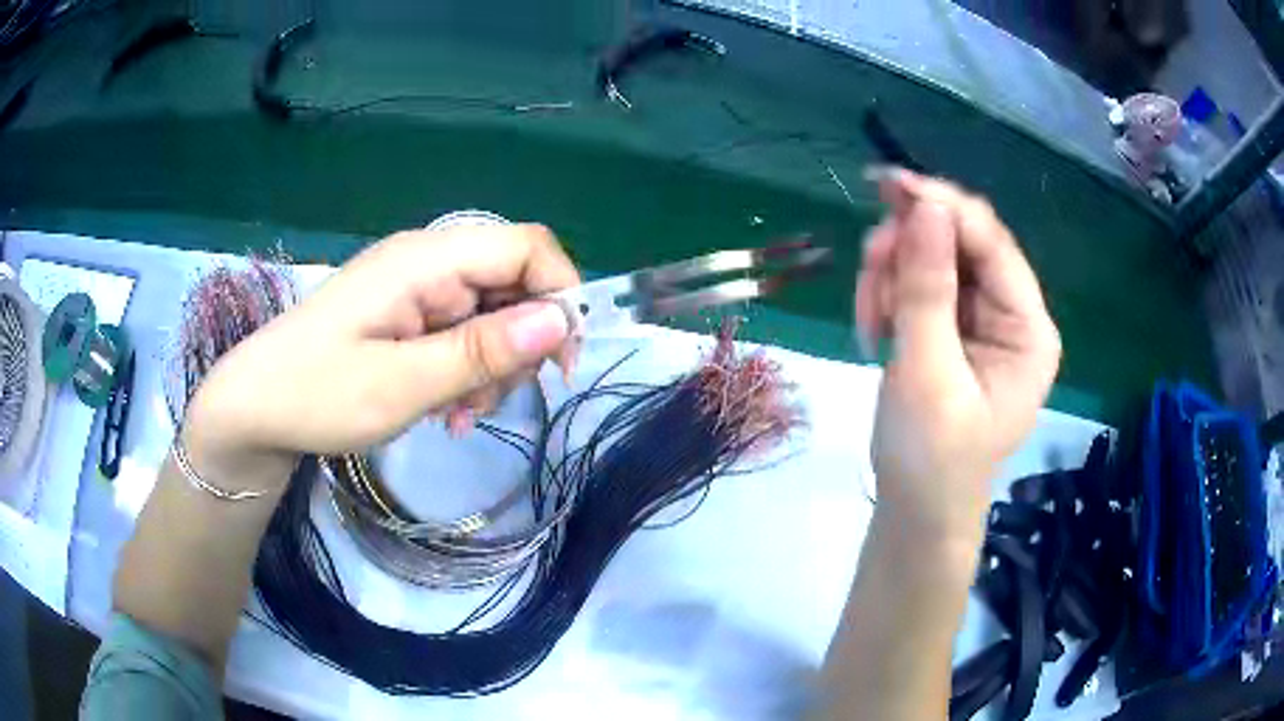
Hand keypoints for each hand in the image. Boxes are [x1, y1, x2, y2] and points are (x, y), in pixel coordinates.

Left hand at [184, 223, 579, 486]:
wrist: (254, 409)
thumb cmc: (316, 394)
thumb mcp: (402, 385)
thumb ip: (482, 351)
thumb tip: (562, 319)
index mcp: (424, 259)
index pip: (526, 245)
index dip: (560, 294)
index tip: (559, 362)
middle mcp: (426, 261)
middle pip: (513, 282)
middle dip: (520, 345)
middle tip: (492, 401)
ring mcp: (416, 288)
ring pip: (492, 314)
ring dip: (491, 368)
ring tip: (457, 416)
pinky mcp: (407, 314)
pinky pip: (461, 334)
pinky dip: (466, 373)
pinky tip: (444, 410)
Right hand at [856, 170, 1060, 543]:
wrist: (915, 513)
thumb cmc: (931, 458)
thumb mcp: (926, 373)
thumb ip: (927, 288)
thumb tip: (925, 205)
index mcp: (1028, 330)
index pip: (992, 243)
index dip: (943, 207)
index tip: (888, 184)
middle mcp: (1012, 316)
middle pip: (961, 245)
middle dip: (909, 251)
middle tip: (868, 271)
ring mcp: (982, 323)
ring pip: (933, 261)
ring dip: (893, 278)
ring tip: (872, 323)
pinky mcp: (954, 332)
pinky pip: (919, 288)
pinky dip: (891, 299)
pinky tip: (876, 331)